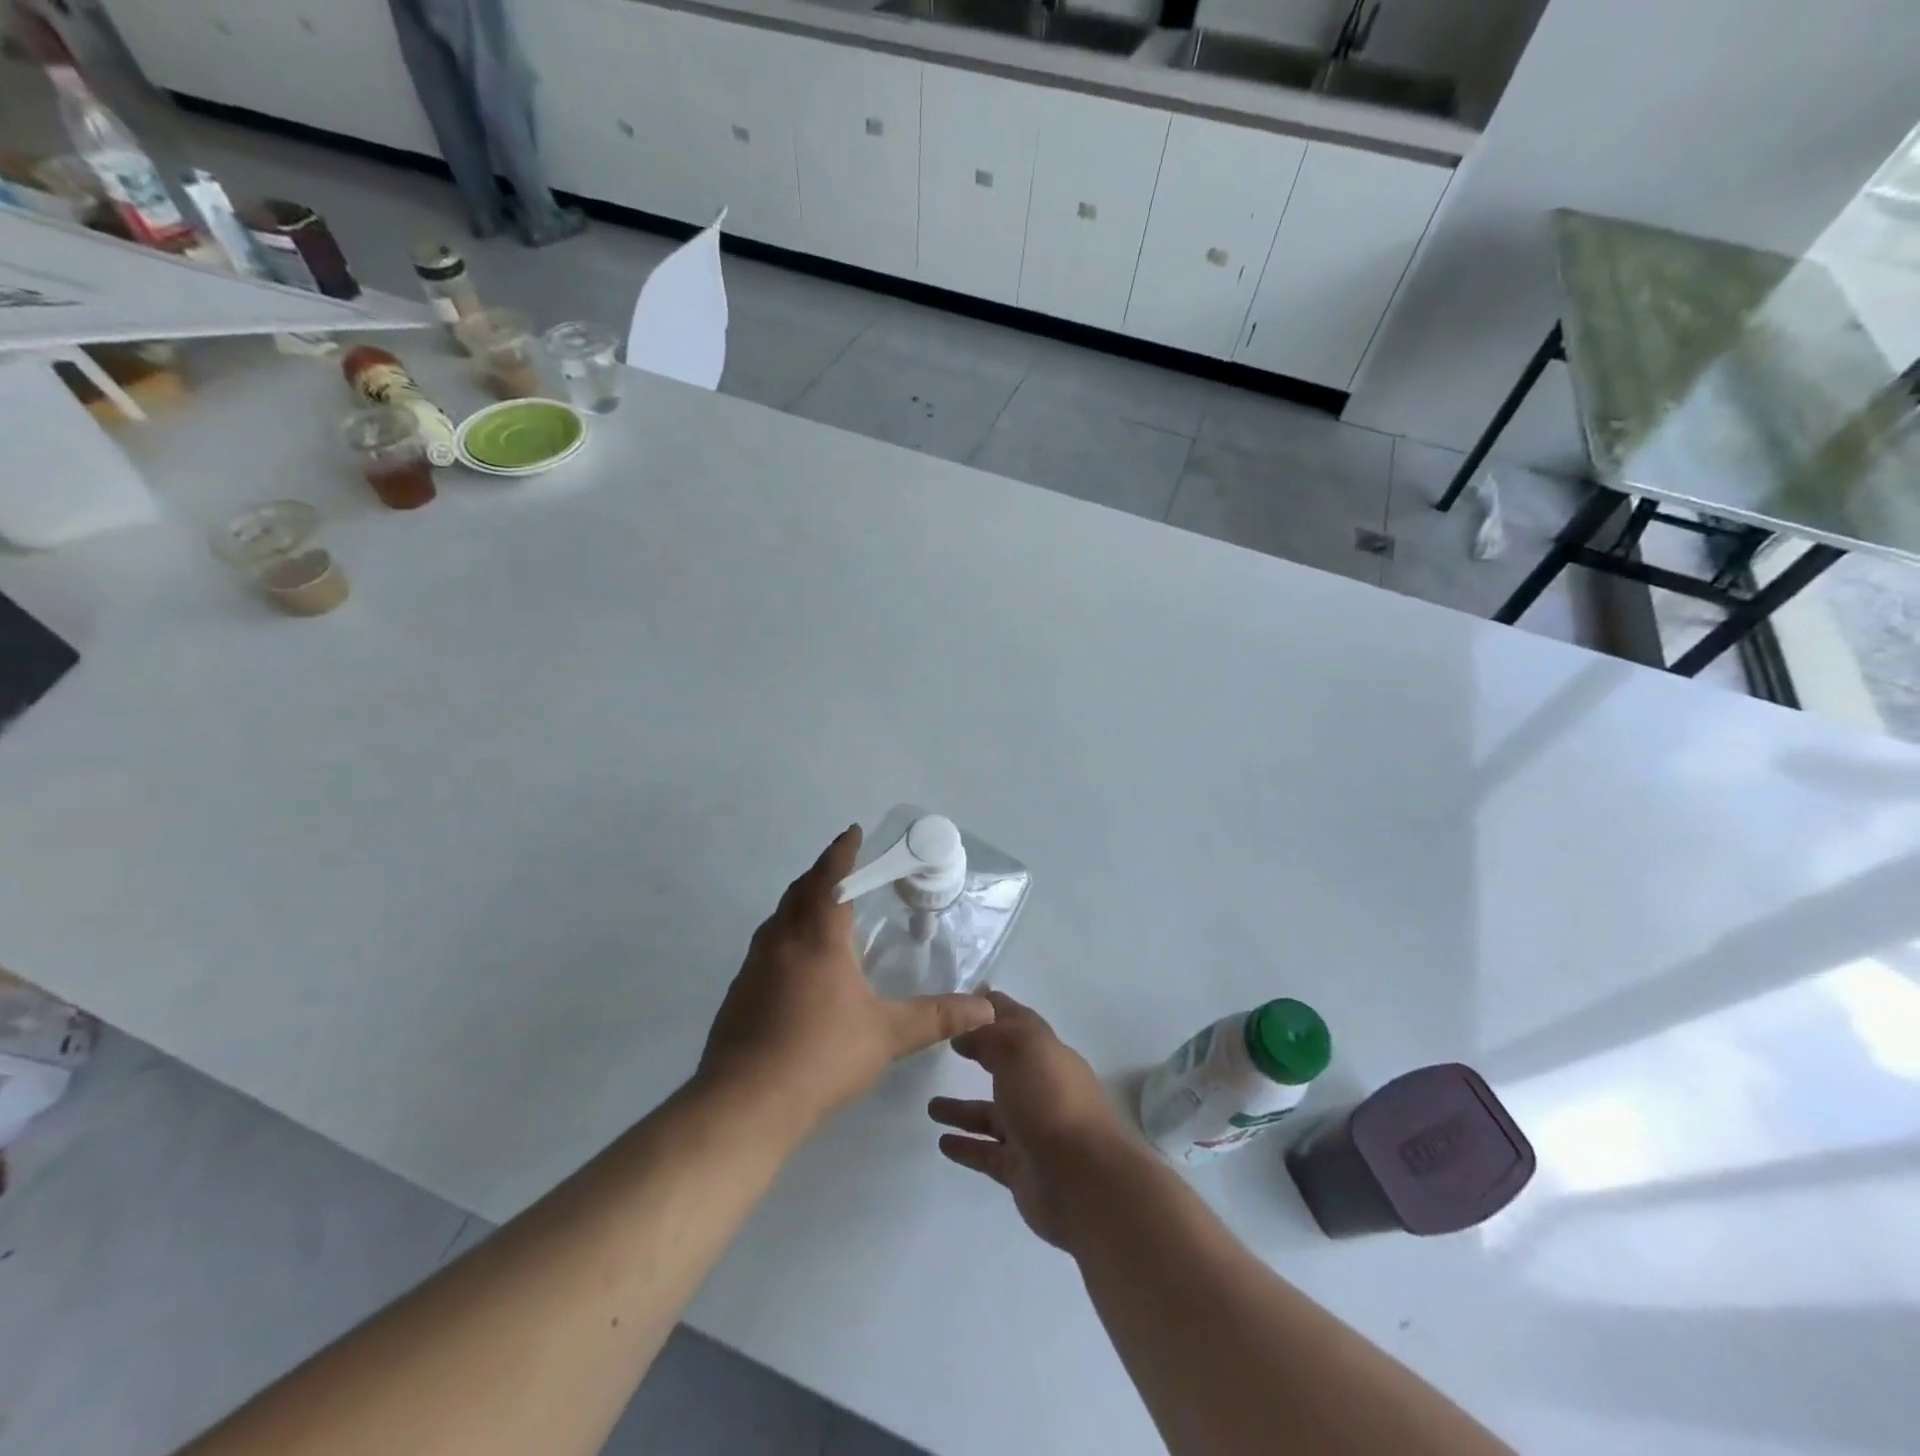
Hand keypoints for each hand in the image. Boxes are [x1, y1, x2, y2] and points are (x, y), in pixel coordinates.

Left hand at [699, 826, 995, 1135]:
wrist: (744, 1104)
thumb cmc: (821, 1056)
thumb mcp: (888, 1035)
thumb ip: (937, 1017)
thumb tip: (986, 1008)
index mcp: (817, 937)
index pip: (831, 878)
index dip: (843, 851)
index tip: (853, 831)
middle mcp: (781, 940)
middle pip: (800, 890)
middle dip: (823, 872)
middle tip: (845, 868)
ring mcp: (753, 965)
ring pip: (779, 917)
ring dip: (801, 902)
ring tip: (823, 908)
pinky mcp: (739, 992)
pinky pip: (767, 944)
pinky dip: (786, 933)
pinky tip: (799, 962)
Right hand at [929, 992, 1138, 1248]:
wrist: (1082, 1180)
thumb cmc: (1051, 1100)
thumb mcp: (1019, 1048)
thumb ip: (989, 1034)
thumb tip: (965, 1031)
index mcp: (1047, 1054)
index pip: (1018, 1023)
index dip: (993, 1009)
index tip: (963, 1000)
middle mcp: (1043, 1089)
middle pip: (1006, 1067)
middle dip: (979, 1056)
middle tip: (944, 1050)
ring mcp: (1033, 1131)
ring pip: (991, 1114)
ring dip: (963, 1109)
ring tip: (930, 1107)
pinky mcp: (1022, 1170)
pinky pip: (987, 1153)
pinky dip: (966, 1147)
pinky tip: (942, 1142)